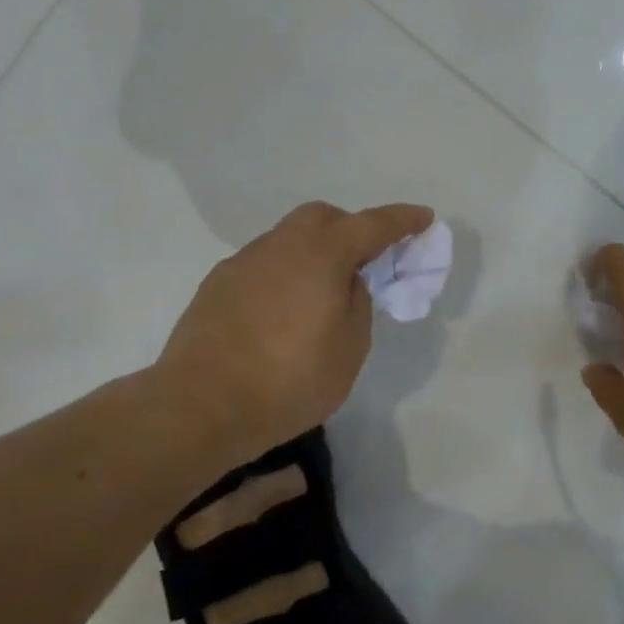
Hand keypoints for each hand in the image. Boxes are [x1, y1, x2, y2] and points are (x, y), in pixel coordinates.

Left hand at [156, 200, 433, 467]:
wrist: (200, 406)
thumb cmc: (289, 380)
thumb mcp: (349, 348)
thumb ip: (357, 303)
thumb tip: (345, 283)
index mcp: (321, 254)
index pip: (372, 225)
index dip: (402, 220)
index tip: (423, 218)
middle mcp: (281, 245)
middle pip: (323, 218)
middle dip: (350, 228)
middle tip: (366, 260)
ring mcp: (244, 262)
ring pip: (289, 238)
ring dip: (313, 251)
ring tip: (321, 293)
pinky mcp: (217, 284)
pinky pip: (264, 263)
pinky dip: (284, 272)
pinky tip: (282, 311)